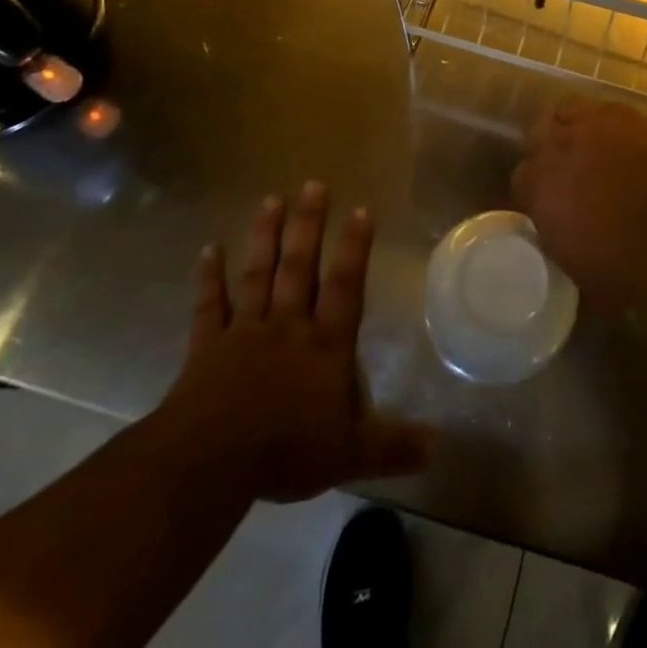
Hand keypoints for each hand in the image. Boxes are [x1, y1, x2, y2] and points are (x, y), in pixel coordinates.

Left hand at [154, 183, 433, 502]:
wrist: (208, 464)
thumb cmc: (285, 451)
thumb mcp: (349, 454)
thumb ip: (393, 445)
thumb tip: (440, 445)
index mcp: (325, 344)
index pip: (345, 286)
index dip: (354, 249)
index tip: (360, 209)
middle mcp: (288, 325)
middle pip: (300, 266)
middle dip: (309, 224)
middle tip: (314, 183)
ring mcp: (245, 331)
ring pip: (258, 274)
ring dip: (265, 236)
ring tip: (271, 199)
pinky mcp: (207, 347)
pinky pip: (210, 306)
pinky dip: (209, 278)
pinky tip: (208, 249)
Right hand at [512, 98, 646, 308]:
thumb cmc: (623, 267)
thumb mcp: (570, 261)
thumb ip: (551, 229)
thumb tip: (553, 220)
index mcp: (538, 186)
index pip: (521, 177)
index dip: (535, 189)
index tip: (547, 202)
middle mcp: (557, 147)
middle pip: (537, 136)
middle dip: (547, 152)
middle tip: (565, 171)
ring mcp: (592, 125)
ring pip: (566, 112)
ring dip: (572, 128)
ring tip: (587, 146)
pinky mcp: (626, 115)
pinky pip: (603, 110)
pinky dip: (605, 123)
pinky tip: (618, 140)